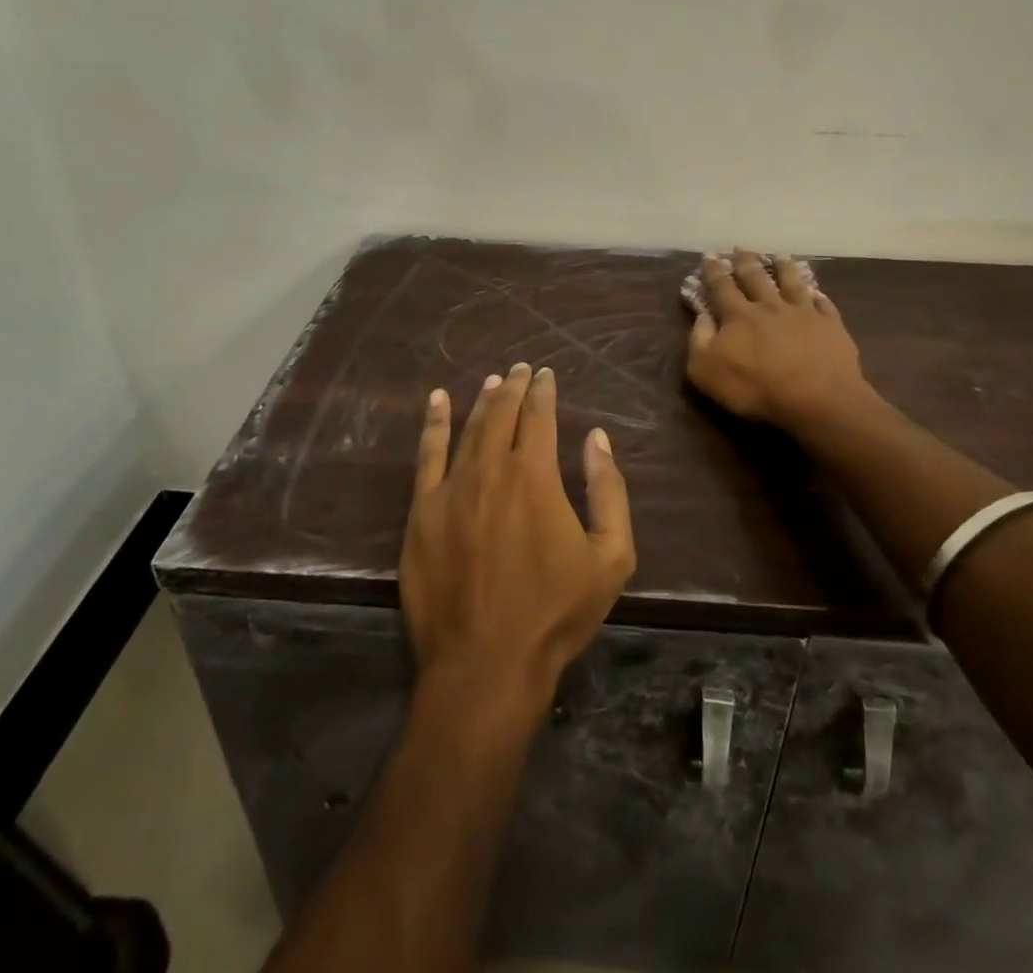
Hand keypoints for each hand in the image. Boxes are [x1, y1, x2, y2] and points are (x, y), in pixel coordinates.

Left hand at [402, 363, 635, 708]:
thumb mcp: (610, 556)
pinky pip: (427, 456)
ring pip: (468, 429)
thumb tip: (596, 438)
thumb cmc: (555, 612)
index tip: (547, 374)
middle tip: (521, 369)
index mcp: (534, 474)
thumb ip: (608, 490)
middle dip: (514, 387)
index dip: (544, 392)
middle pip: (502, 414)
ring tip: (493, 381)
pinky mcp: (421, 512)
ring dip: (483, 401)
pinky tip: (437, 401)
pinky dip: (434, 424)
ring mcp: (450, 489)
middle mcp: (490, 469)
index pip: (539, 416)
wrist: (486, 663)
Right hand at [686, 249, 867, 429]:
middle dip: (746, 262)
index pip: (721, 287)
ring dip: (784, 268)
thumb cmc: (755, 388)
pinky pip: (824, 305)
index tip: (710, 255)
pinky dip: (818, 296)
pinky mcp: (831, 326)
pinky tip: (817, 291)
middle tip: (741, 247)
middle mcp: (770, 306)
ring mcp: (804, 313)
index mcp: (739, 315)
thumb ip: (699, 340)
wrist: (816, 399)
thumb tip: (702, 316)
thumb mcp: (706, 370)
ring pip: (792, 283)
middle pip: (756, 278)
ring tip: (780, 255)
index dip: (714, 271)